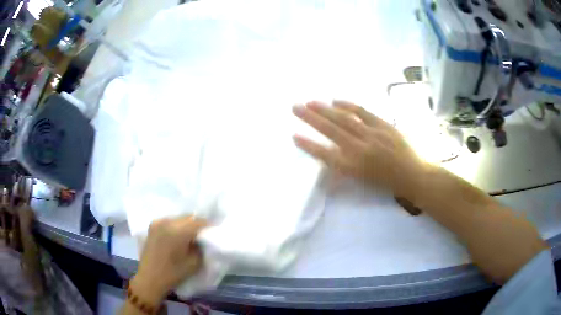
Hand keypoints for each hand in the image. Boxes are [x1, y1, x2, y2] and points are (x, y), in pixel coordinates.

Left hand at [131, 216, 206, 304]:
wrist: (150, 278)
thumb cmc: (173, 273)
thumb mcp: (194, 262)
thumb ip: (201, 247)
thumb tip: (203, 239)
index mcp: (178, 231)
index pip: (198, 222)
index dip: (208, 226)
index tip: (213, 232)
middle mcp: (167, 222)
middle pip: (188, 217)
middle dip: (197, 224)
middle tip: (203, 234)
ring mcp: (158, 222)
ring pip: (178, 218)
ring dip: (186, 224)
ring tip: (190, 236)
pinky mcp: (152, 226)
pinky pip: (169, 221)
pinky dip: (176, 226)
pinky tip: (177, 237)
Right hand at [292, 100, 426, 197]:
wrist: (413, 176)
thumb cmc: (386, 183)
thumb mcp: (362, 181)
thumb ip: (344, 168)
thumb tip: (328, 155)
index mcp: (353, 168)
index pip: (325, 155)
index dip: (308, 145)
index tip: (294, 135)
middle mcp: (359, 150)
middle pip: (330, 130)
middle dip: (310, 118)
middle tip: (295, 107)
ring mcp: (372, 135)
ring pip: (344, 119)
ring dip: (325, 109)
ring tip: (310, 102)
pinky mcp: (383, 125)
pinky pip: (363, 112)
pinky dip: (348, 105)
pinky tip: (336, 100)